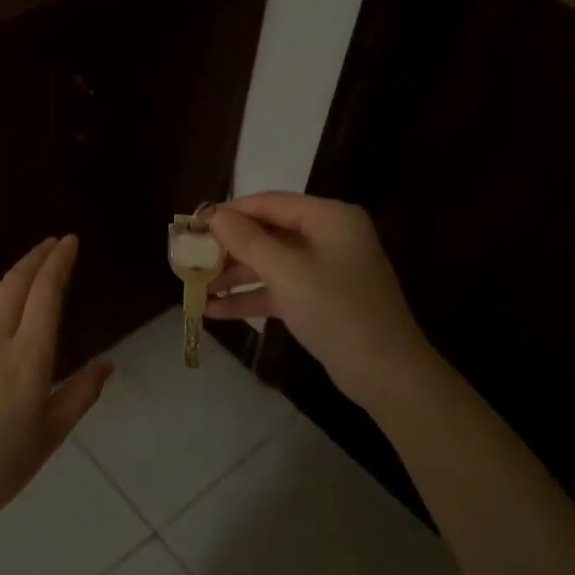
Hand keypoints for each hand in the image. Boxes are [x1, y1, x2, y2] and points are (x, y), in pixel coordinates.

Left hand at [0, 235, 111, 527]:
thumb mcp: (50, 435)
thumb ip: (81, 394)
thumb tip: (108, 363)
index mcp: (28, 358)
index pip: (46, 294)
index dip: (59, 263)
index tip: (70, 242)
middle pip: (16, 283)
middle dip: (37, 257)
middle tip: (53, 244)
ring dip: (10, 276)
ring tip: (26, 273)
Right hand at [204, 193, 428, 410]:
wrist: (385, 371)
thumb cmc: (336, 309)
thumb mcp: (287, 271)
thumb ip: (248, 240)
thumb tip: (214, 215)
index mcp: (329, 218)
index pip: (270, 203)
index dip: (230, 212)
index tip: (193, 224)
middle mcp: (328, 237)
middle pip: (267, 234)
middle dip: (228, 248)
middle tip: (189, 258)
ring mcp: (324, 270)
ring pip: (269, 264)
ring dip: (233, 276)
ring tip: (194, 287)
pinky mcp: (319, 300)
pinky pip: (277, 290)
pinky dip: (249, 298)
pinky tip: (213, 310)